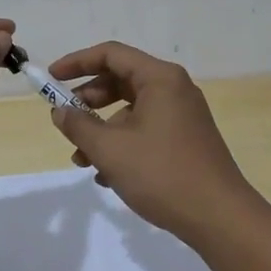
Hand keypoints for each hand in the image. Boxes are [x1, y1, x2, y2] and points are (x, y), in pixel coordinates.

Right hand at [46, 41, 260, 244]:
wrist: (219, 217)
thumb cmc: (162, 174)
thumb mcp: (110, 150)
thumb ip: (79, 126)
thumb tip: (60, 111)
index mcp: (160, 78)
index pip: (111, 54)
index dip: (77, 62)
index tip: (51, 78)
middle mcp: (174, 89)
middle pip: (121, 80)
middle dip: (88, 99)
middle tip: (65, 119)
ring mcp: (182, 115)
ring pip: (131, 109)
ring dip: (102, 129)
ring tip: (81, 159)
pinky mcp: (186, 139)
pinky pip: (145, 129)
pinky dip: (122, 143)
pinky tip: (106, 175)